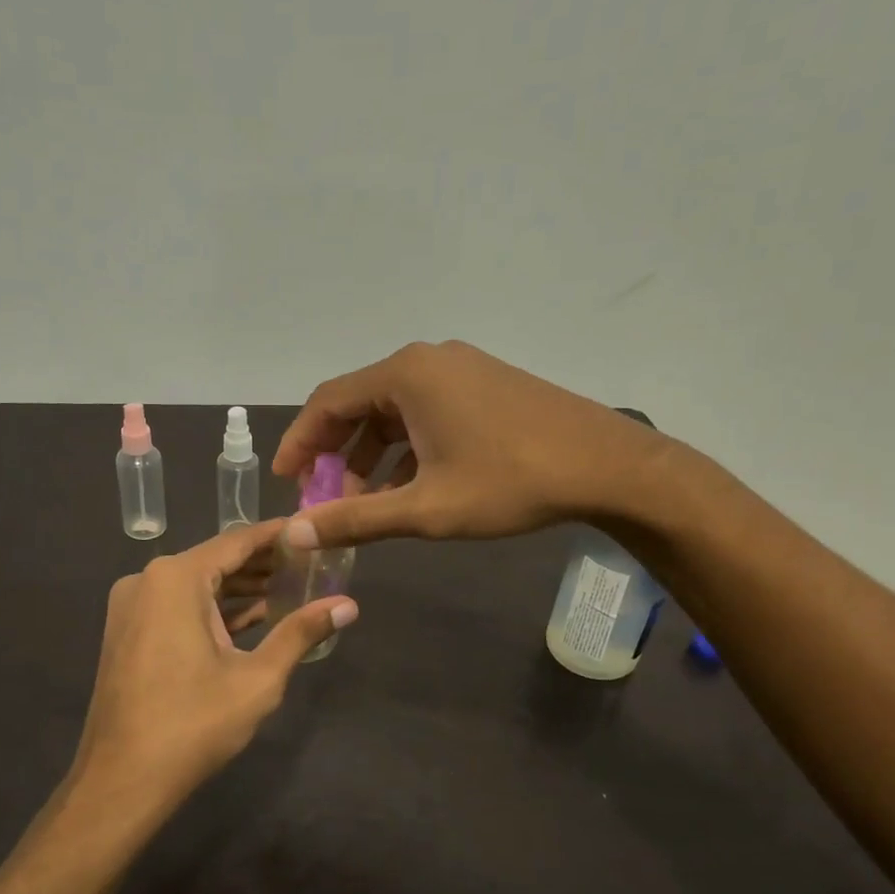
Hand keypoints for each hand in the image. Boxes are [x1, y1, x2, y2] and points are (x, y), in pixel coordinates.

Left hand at [72, 520, 357, 813]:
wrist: (121, 780)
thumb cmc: (192, 725)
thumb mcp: (257, 679)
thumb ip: (301, 633)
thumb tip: (349, 605)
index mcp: (176, 579)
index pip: (238, 542)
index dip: (278, 535)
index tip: (313, 530)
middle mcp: (147, 580)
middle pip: (217, 560)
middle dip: (263, 564)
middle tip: (311, 564)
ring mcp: (132, 606)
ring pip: (197, 585)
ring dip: (240, 589)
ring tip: (291, 589)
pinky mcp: (128, 631)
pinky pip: (178, 606)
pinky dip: (213, 610)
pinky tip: (253, 618)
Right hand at [272, 340, 664, 548]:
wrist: (608, 466)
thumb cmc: (510, 483)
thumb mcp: (426, 508)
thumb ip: (355, 519)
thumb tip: (294, 533)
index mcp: (405, 375)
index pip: (328, 402)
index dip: (299, 443)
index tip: (286, 482)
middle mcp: (428, 360)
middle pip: (359, 404)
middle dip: (336, 453)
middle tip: (322, 498)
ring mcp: (460, 369)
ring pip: (394, 411)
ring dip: (372, 455)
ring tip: (364, 503)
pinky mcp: (484, 384)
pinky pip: (426, 412)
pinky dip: (406, 448)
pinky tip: (408, 487)